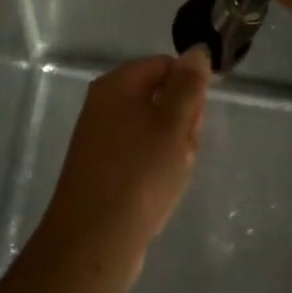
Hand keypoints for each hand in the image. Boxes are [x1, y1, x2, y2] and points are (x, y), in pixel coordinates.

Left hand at [36, 50, 209, 285]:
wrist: (93, 242)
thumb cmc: (138, 174)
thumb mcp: (173, 124)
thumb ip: (188, 86)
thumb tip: (197, 50)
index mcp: (117, 84)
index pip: (165, 65)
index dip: (189, 88)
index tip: (198, 120)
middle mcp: (104, 105)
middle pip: (159, 97)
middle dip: (181, 124)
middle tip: (184, 150)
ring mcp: (100, 139)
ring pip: (153, 131)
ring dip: (172, 151)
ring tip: (173, 177)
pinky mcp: (102, 170)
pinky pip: (139, 157)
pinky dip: (155, 170)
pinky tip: (160, 193)